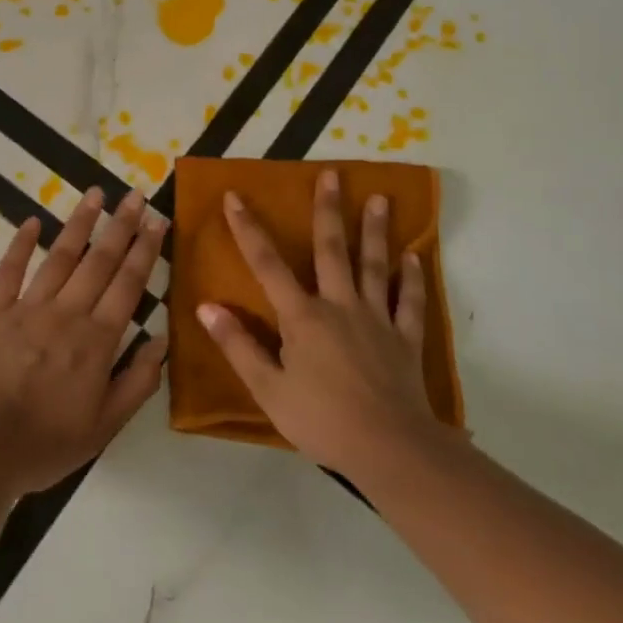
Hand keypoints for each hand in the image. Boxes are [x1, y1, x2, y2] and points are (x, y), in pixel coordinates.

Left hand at [0, 187, 167, 495]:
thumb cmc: (47, 442)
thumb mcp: (106, 425)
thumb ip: (138, 381)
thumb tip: (161, 338)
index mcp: (97, 339)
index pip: (128, 283)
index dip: (145, 249)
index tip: (157, 219)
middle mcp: (67, 313)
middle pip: (99, 260)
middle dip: (120, 225)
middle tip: (135, 195)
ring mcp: (27, 308)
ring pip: (60, 257)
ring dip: (80, 223)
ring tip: (95, 193)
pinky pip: (9, 271)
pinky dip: (21, 244)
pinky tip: (33, 221)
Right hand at [198, 168, 443, 476]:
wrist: (388, 447)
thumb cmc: (321, 420)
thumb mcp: (268, 389)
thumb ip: (238, 346)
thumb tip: (206, 306)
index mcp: (302, 317)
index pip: (267, 264)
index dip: (248, 229)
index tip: (235, 196)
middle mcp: (340, 305)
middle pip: (332, 250)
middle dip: (329, 210)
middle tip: (333, 174)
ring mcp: (377, 318)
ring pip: (375, 266)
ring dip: (376, 231)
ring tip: (381, 199)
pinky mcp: (404, 338)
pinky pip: (410, 302)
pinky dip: (413, 279)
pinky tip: (416, 258)